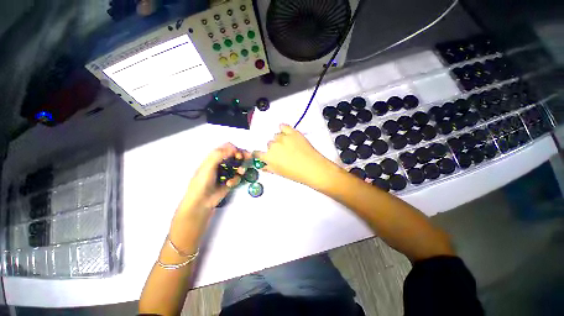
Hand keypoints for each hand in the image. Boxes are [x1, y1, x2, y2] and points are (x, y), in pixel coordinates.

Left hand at [178, 143, 249, 217]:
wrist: (201, 202)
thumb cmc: (201, 182)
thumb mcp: (208, 166)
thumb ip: (219, 155)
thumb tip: (233, 148)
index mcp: (215, 157)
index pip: (228, 147)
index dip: (235, 149)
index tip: (239, 154)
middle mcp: (222, 163)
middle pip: (236, 155)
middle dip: (243, 156)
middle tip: (248, 157)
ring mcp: (227, 172)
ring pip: (239, 166)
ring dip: (241, 168)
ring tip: (241, 172)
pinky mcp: (231, 181)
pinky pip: (238, 177)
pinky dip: (236, 179)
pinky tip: (229, 183)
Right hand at [254, 124, 337, 186]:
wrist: (312, 168)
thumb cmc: (296, 173)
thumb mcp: (280, 173)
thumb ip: (269, 168)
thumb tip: (263, 165)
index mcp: (269, 157)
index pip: (257, 153)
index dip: (259, 153)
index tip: (261, 154)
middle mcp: (273, 146)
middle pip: (269, 143)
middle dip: (274, 148)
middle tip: (282, 152)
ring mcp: (283, 138)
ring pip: (276, 135)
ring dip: (280, 139)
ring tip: (288, 145)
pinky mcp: (292, 133)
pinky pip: (283, 126)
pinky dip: (283, 128)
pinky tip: (285, 132)